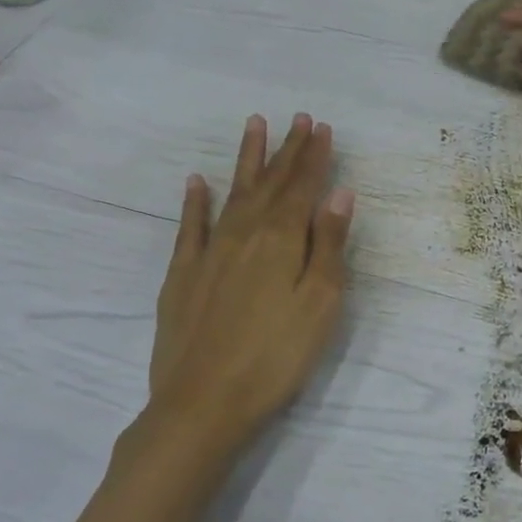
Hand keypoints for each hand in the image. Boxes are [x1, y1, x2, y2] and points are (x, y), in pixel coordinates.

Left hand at [138, 113, 353, 469]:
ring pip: (232, 193)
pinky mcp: (182, 276)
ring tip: (255, 126)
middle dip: (288, 149)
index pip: (302, 187)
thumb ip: (329, 245)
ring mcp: (209, 253)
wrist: (203, 403)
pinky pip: (190, 227)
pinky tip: (197, 182)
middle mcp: (244, 234)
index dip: (314, 156)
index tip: (323, 127)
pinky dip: (195, 202)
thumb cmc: (276, 356)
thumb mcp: (320, 303)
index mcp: (281, 240)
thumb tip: (339, 193)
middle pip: (270, 183)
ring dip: (247, 160)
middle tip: (298, 118)